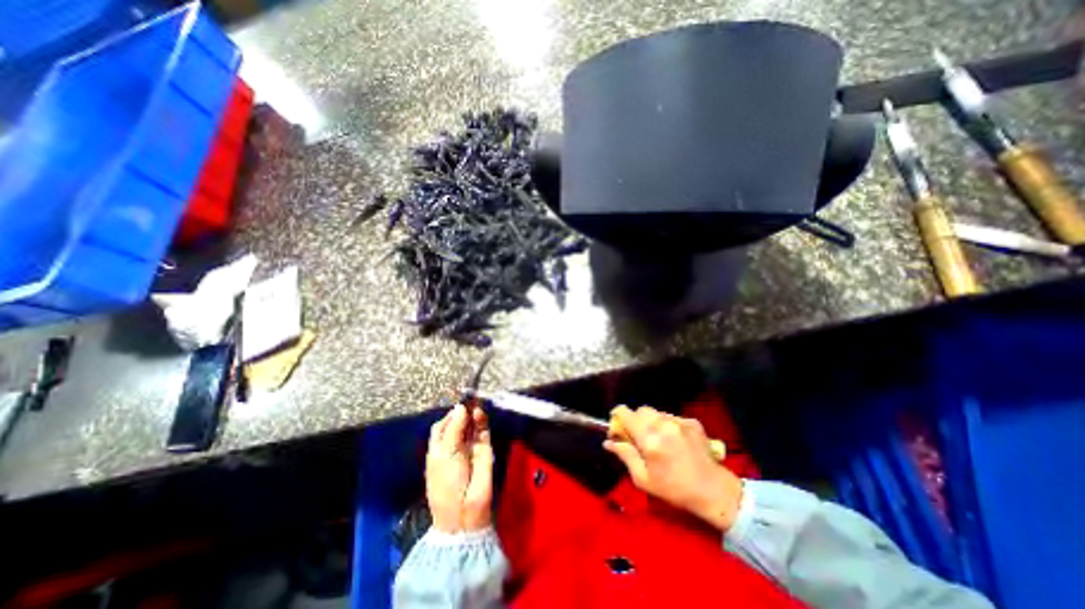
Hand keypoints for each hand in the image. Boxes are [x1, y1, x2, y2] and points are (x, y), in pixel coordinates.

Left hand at [425, 404, 494, 532]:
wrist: (464, 509)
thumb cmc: (446, 482)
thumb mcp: (445, 454)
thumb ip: (454, 429)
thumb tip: (460, 407)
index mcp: (440, 447)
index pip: (444, 425)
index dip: (450, 414)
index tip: (458, 403)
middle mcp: (455, 444)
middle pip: (460, 422)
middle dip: (463, 411)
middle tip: (469, 400)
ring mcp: (470, 446)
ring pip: (473, 424)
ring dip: (473, 414)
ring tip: (475, 403)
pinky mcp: (484, 449)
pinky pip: (483, 431)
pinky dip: (482, 421)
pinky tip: (480, 413)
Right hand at [603, 403, 745, 532]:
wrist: (714, 492)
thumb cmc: (674, 489)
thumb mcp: (643, 479)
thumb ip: (625, 455)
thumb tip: (608, 442)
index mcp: (648, 439)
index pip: (626, 413)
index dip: (618, 415)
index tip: (617, 425)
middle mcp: (662, 425)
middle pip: (641, 410)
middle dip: (636, 420)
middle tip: (639, 437)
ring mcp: (679, 421)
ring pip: (656, 412)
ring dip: (652, 422)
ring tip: (658, 440)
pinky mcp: (692, 422)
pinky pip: (672, 417)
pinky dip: (667, 425)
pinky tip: (674, 441)